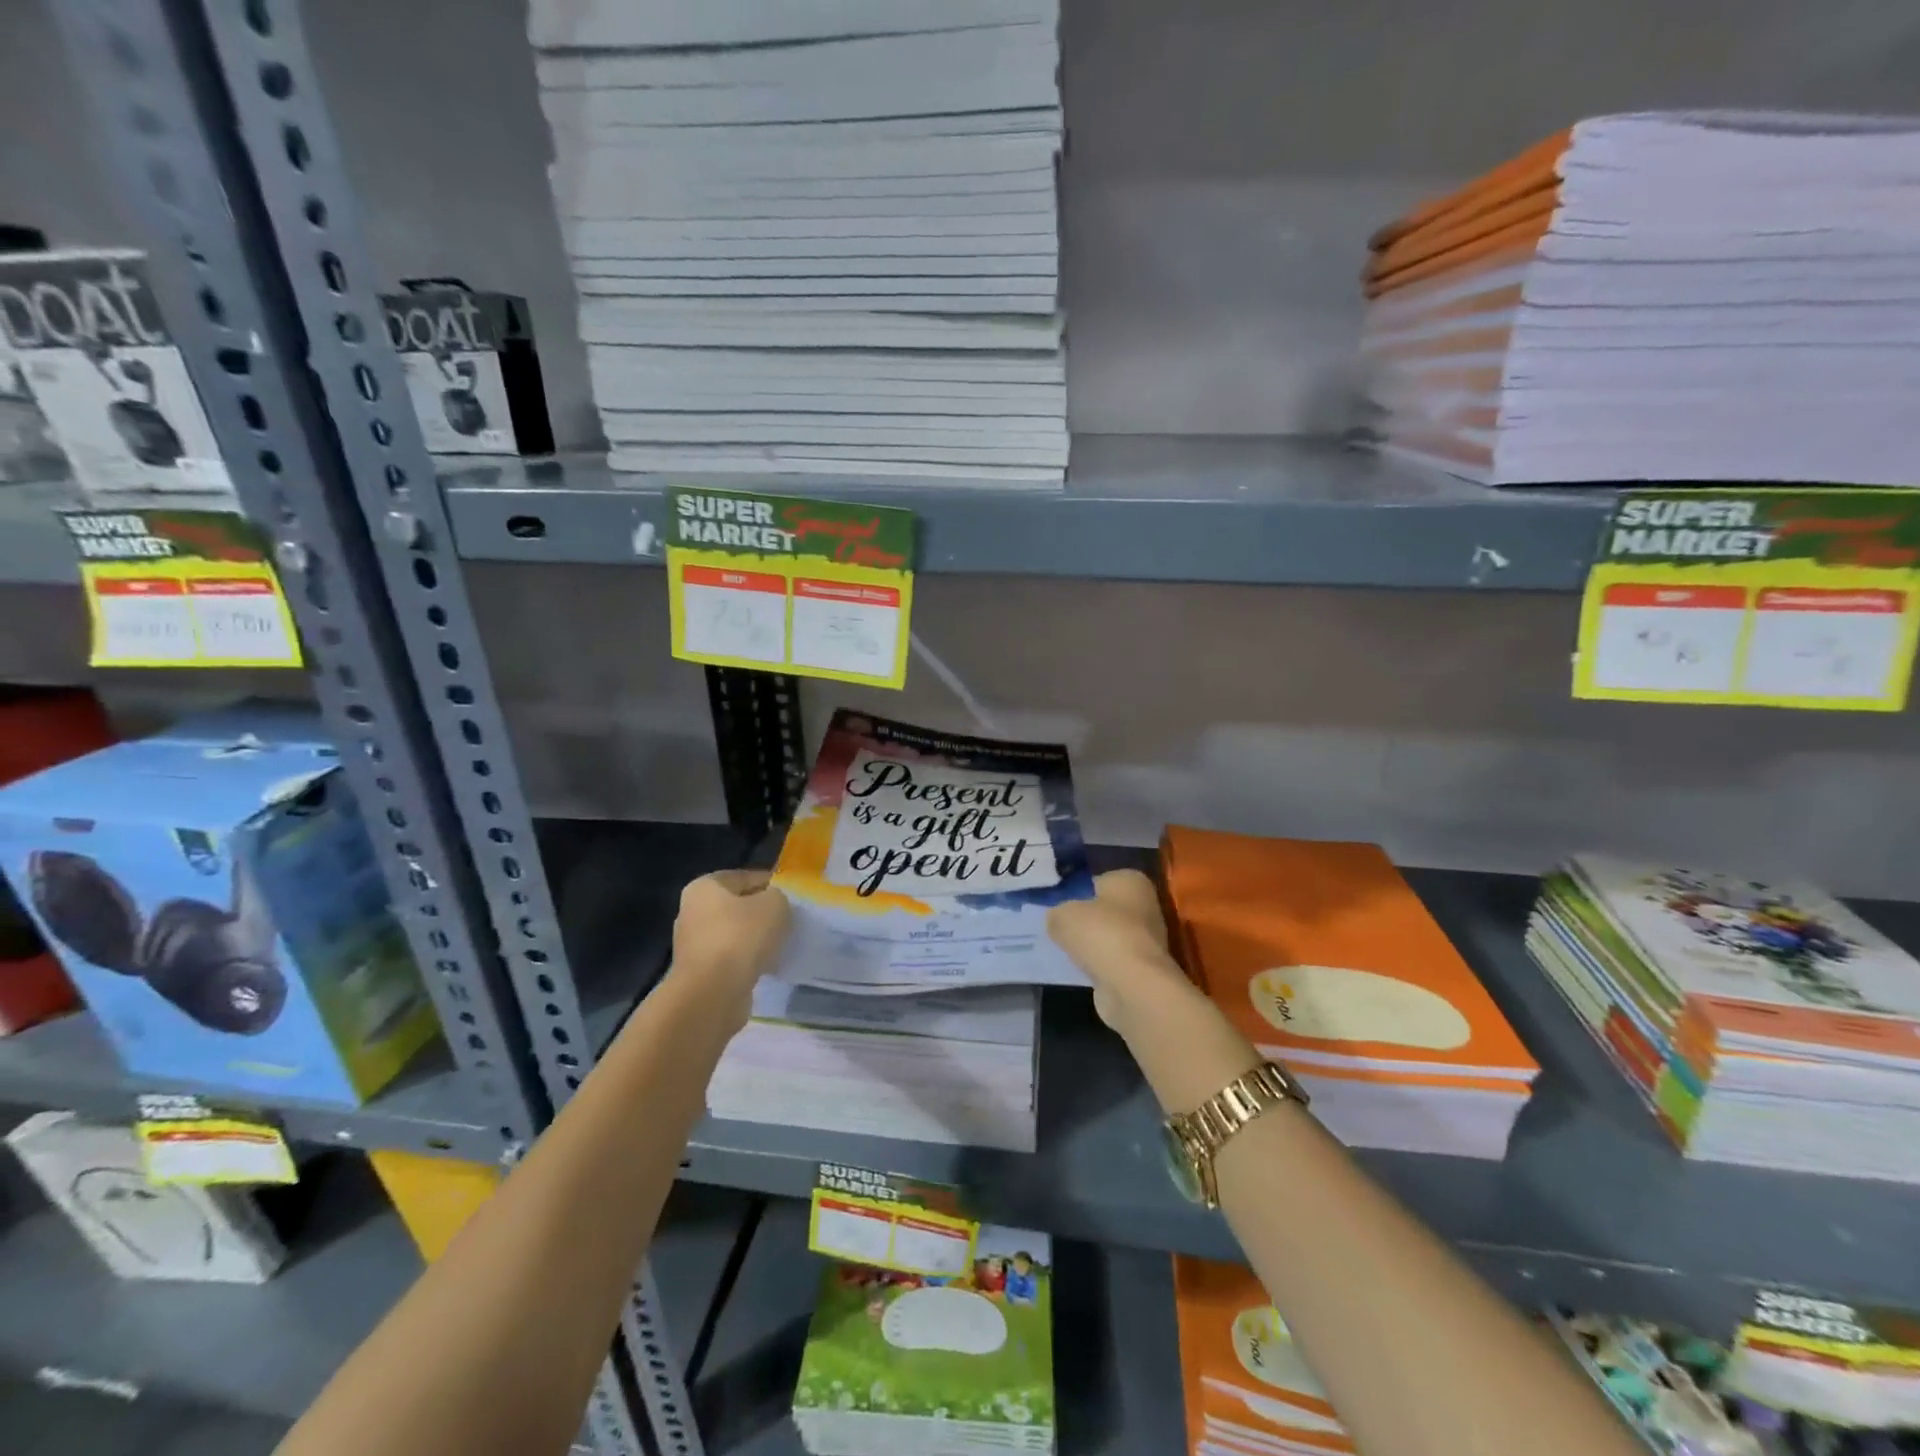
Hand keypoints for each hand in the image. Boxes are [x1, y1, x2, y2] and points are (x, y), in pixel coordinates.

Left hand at [668, 870, 791, 1027]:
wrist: (713, 994)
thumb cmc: (741, 937)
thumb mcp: (774, 904)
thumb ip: (778, 897)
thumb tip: (773, 905)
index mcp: (704, 887)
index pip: (744, 877)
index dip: (771, 884)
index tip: (792, 897)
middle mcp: (692, 912)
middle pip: (737, 906)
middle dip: (762, 913)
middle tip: (788, 921)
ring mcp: (693, 945)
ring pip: (734, 934)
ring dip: (755, 940)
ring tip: (781, 945)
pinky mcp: (699, 973)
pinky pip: (731, 959)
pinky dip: (748, 961)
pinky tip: (767, 967)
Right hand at [1047, 869, 1189, 1029]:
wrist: (1133, 985)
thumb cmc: (1101, 934)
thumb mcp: (1062, 915)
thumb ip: (1057, 913)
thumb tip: (1057, 919)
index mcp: (1130, 880)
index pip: (1096, 880)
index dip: (1075, 892)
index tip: (1056, 905)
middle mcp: (1145, 904)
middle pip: (1104, 909)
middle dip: (1084, 919)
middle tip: (1057, 927)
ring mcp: (1147, 938)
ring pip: (1108, 935)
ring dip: (1091, 944)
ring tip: (1064, 950)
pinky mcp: (1142, 968)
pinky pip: (1111, 959)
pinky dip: (1098, 964)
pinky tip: (1079, 970)